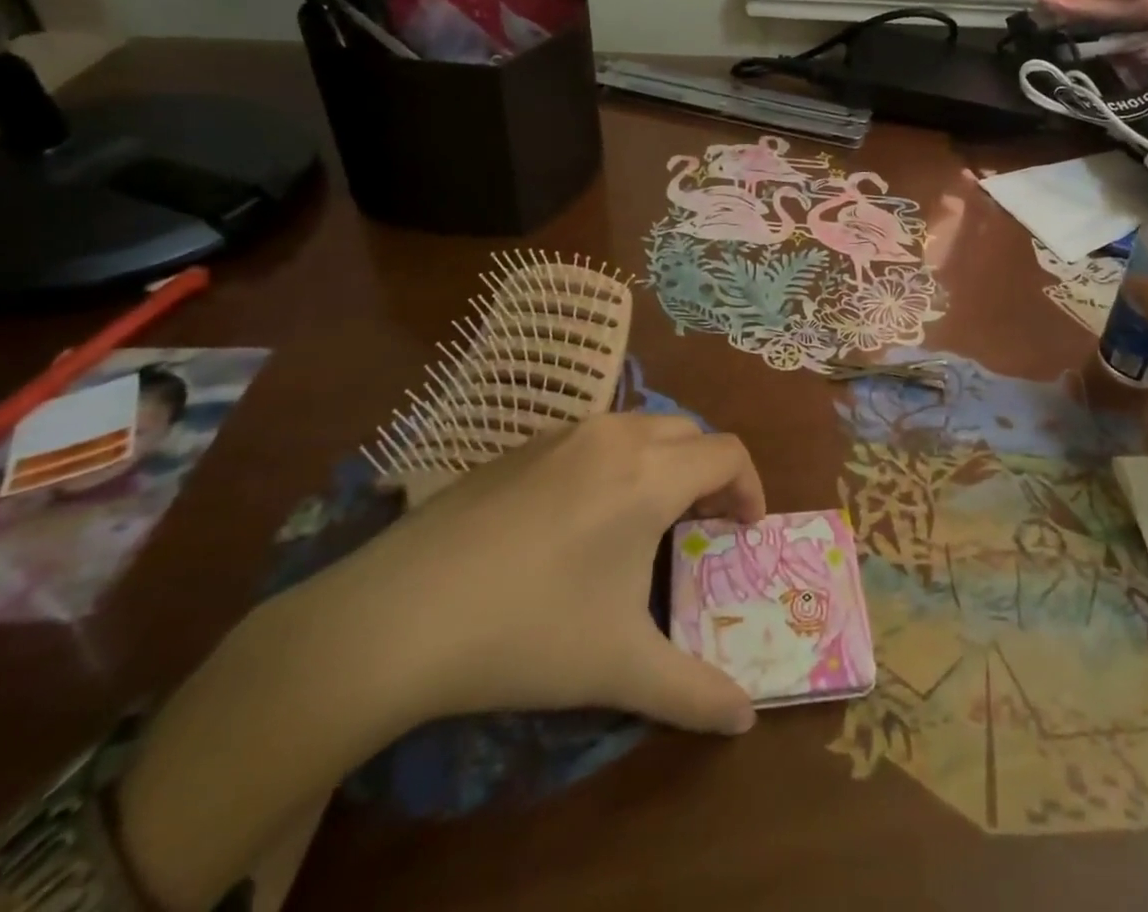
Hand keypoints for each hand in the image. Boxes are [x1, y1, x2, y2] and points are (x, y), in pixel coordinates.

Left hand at [322, 412, 765, 735]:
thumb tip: (745, 719)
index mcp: (650, 474)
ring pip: (641, 427)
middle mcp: (615, 437)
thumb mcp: (620, 668)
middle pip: (690, 432)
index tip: (743, 533)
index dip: (749, 488)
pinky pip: (594, 438)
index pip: (728, 453)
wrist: (397, 615)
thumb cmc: (528, 631)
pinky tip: (580, 520)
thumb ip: (695, 692)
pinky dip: (616, 462)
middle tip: (700, 527)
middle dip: (709, 474)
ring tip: (645, 521)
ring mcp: (564, 434)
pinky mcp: (522, 446)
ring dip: (664, 463)